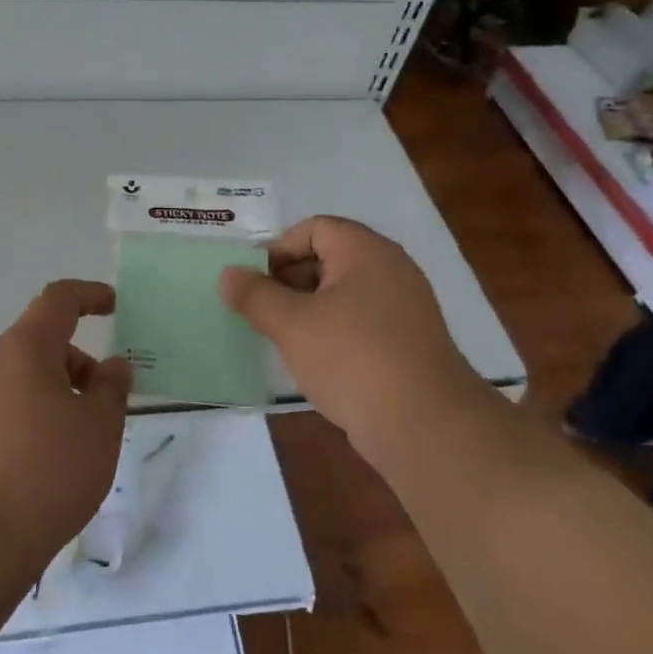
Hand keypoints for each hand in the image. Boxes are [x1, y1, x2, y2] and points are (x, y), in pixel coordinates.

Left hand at [0, 280, 132, 576]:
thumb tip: (112, 365)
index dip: (88, 295)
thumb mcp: (99, 430)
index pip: (58, 300)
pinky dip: (20, 419)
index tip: (113, 306)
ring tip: (68, 445)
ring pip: (14, 380)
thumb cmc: (45, 475)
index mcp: (23, 349)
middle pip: (36, 345)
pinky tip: (32, 466)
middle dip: (73, 365)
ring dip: (47, 395)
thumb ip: (111, 389)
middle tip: (100, 408)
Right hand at [219, 216, 487, 469]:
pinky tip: (316, 362)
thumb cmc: (352, 358)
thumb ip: (254, 295)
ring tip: (283, 339)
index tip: (255, 284)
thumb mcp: (291, 324)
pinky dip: (333, 332)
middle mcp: (390, 269)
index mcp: (366, 251)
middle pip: (328, 258)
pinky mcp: (408, 342)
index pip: (314, 228)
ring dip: (308, 310)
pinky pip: (361, 322)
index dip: (279, 250)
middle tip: (264, 313)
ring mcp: (404, 307)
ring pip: (342, 294)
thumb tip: (228, 274)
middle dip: (289, 282)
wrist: (424, 425)